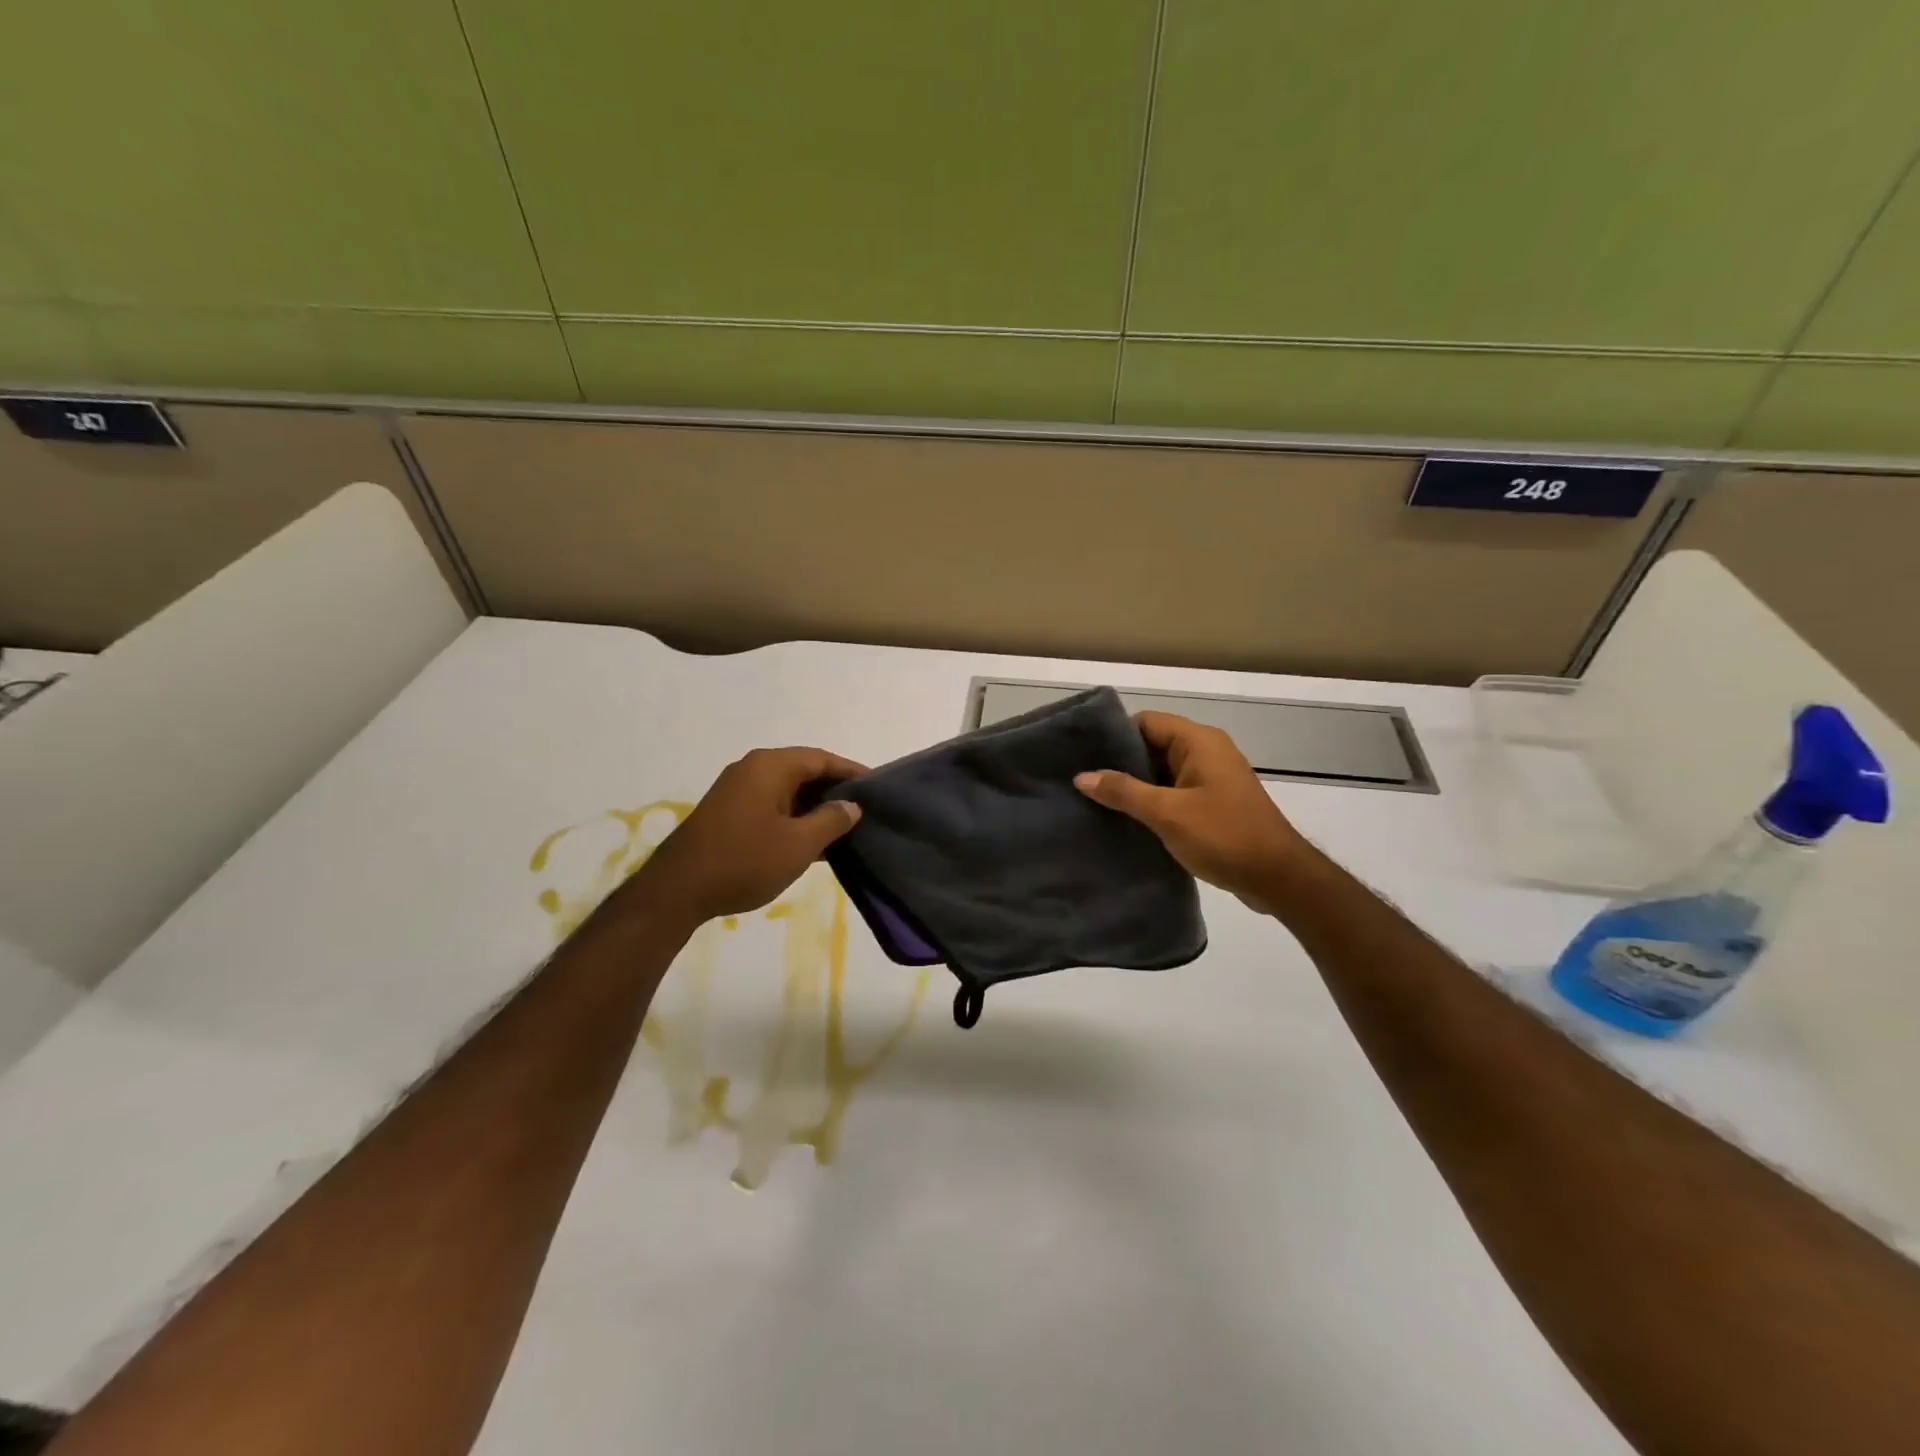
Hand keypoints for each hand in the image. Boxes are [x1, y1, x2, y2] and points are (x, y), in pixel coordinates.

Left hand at [626, 747, 866, 924]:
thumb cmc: (745, 860)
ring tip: (844, 828)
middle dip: (834, 790)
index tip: (877, 787)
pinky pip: (771, 805)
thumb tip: (851, 806)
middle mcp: (752, 769)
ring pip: (787, 790)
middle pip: (804, 771)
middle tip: (864, 810)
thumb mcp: (799, 844)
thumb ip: (831, 820)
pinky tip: (812, 841)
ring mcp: (737, 790)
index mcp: (771, 766)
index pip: (822, 759)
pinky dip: (794, 817)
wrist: (678, 891)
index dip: (852, 772)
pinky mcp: (728, 813)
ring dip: (814, 807)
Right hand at [1075, 711, 1310, 914]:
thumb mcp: (1167, 813)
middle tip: (1082, 781)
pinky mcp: (1213, 802)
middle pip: (1152, 744)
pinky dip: (1152, 801)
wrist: (1278, 878)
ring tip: (1095, 800)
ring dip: (1134, 785)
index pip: (1146, 722)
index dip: (1114, 736)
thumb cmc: (1224, 836)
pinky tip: (1126, 819)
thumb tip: (1081, 776)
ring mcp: (1211, 778)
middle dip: (1120, 762)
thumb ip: (1123, 791)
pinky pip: (1174, 791)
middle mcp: (1206, 751)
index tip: (1082, 755)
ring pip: (1162, 771)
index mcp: (1199, 741)